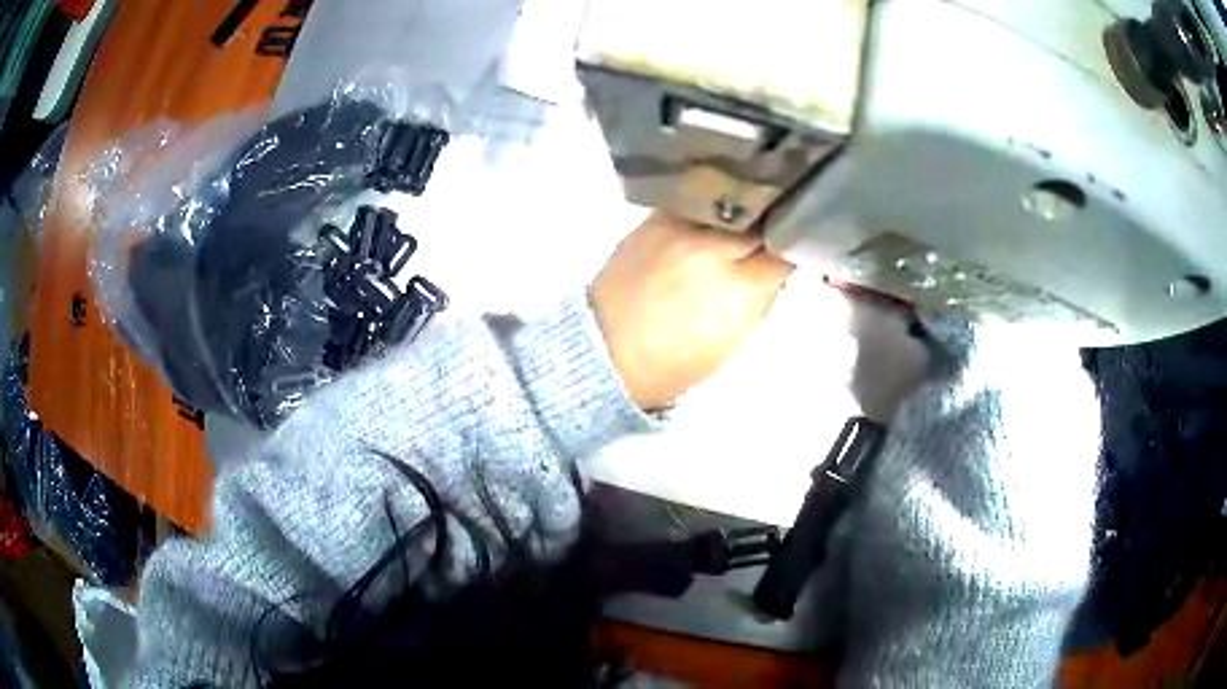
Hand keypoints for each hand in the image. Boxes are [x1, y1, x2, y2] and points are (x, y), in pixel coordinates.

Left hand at [591, 212, 792, 409]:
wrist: (606, 350)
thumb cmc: (675, 360)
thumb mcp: (736, 336)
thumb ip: (764, 293)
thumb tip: (780, 258)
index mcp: (738, 291)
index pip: (785, 250)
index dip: (797, 245)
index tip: (799, 243)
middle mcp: (710, 250)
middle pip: (761, 217)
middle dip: (774, 222)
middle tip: (777, 228)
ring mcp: (678, 228)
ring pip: (731, 199)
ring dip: (747, 206)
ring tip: (752, 213)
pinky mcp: (653, 218)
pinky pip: (697, 198)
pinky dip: (714, 203)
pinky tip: (720, 211)